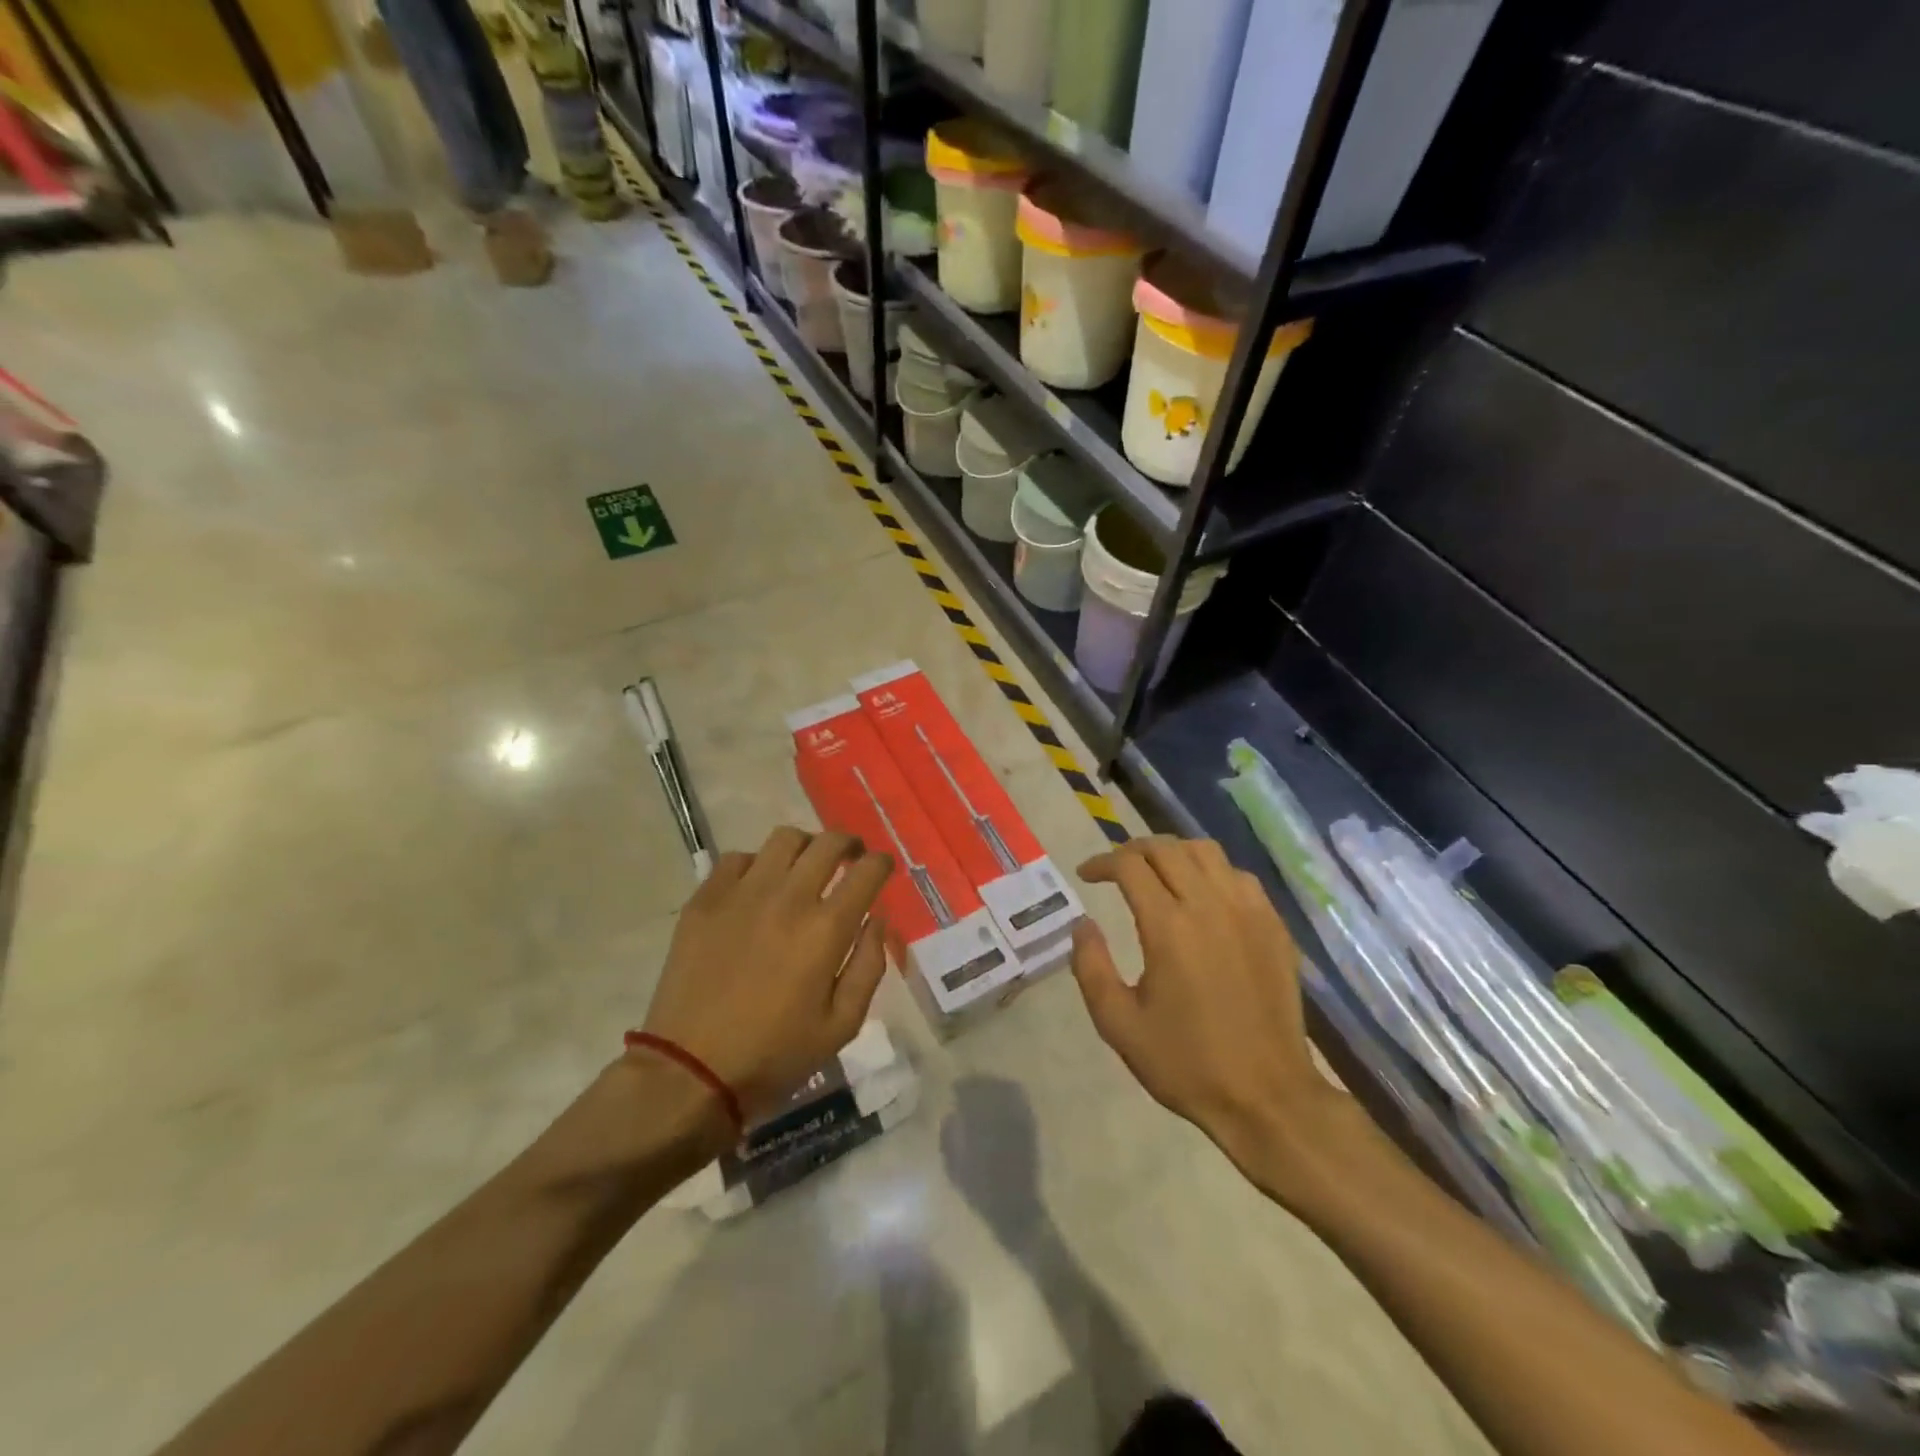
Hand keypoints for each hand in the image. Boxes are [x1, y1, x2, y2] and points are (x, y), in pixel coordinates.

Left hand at [638, 827, 893, 1124]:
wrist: (690, 1072)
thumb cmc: (775, 1055)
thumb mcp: (842, 1025)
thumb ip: (868, 965)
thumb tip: (876, 920)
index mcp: (826, 929)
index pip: (867, 870)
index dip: (881, 863)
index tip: (881, 869)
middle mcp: (788, 898)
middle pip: (828, 842)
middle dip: (849, 845)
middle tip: (850, 859)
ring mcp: (742, 893)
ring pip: (784, 839)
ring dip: (805, 847)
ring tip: (804, 867)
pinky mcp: (705, 900)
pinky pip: (737, 858)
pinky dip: (757, 864)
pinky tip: (757, 888)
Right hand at [1069, 837, 1341, 1177]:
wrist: (1267, 1096)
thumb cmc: (1186, 1063)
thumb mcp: (1118, 1024)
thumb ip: (1091, 966)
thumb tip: (1082, 925)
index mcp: (1169, 927)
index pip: (1129, 866)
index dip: (1101, 862)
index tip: (1086, 875)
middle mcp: (1210, 905)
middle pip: (1167, 848)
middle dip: (1133, 849)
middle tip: (1115, 868)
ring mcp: (1249, 912)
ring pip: (1206, 852)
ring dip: (1173, 853)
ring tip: (1157, 873)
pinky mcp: (1274, 926)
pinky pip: (1239, 876)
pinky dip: (1212, 872)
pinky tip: (1203, 896)